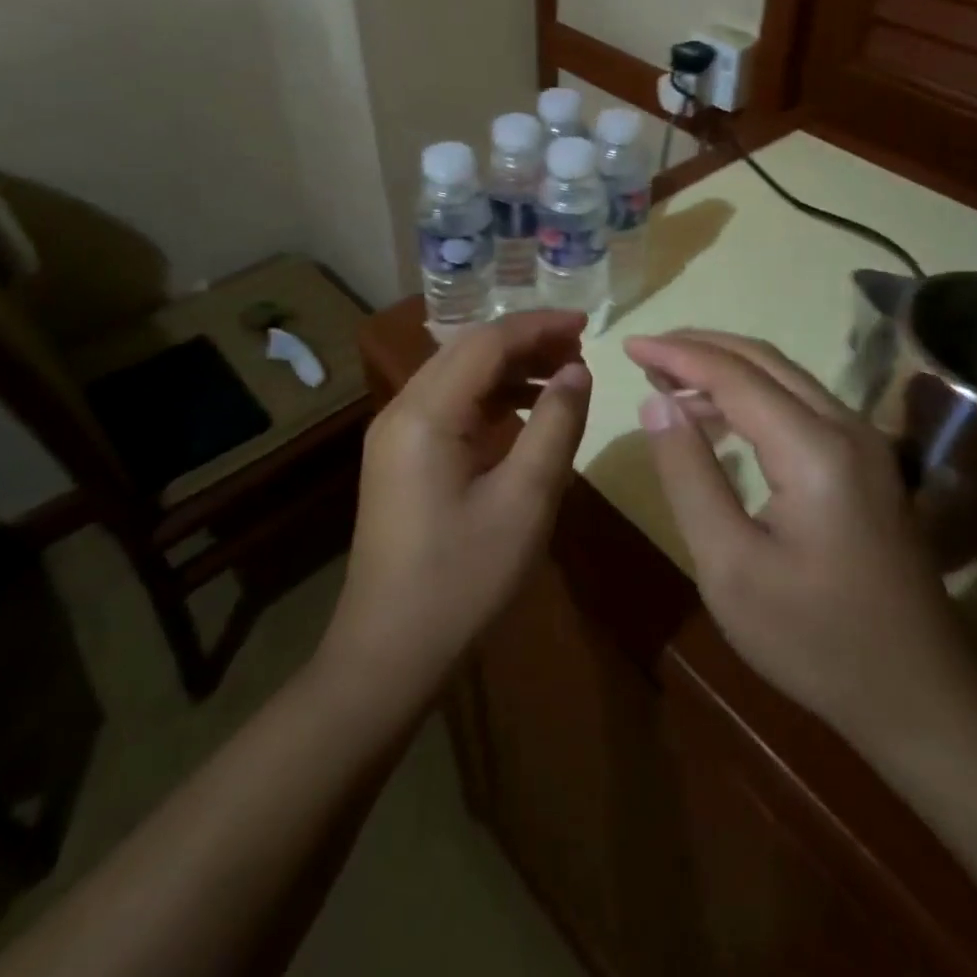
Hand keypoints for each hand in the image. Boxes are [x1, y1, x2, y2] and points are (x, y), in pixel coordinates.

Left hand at [320, 312, 592, 707]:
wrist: (389, 651)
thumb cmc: (463, 578)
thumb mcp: (526, 500)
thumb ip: (556, 425)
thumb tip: (577, 370)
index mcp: (426, 414)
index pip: (486, 342)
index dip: (539, 326)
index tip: (587, 325)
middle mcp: (402, 410)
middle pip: (468, 351)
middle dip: (525, 342)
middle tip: (579, 349)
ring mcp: (395, 435)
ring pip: (458, 376)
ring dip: (508, 368)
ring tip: (562, 375)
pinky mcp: (400, 457)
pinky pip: (449, 406)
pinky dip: (490, 398)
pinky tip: (525, 411)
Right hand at [625, 331, 976, 755]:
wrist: (919, 695)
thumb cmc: (813, 639)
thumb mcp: (730, 565)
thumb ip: (689, 474)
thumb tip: (656, 402)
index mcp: (814, 449)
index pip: (734, 374)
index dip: (677, 353)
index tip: (628, 343)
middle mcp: (846, 427)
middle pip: (764, 360)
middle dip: (700, 348)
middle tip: (646, 353)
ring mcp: (864, 443)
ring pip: (785, 378)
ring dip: (726, 370)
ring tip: (669, 382)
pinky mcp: (867, 463)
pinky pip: (800, 405)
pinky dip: (752, 397)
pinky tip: (718, 419)